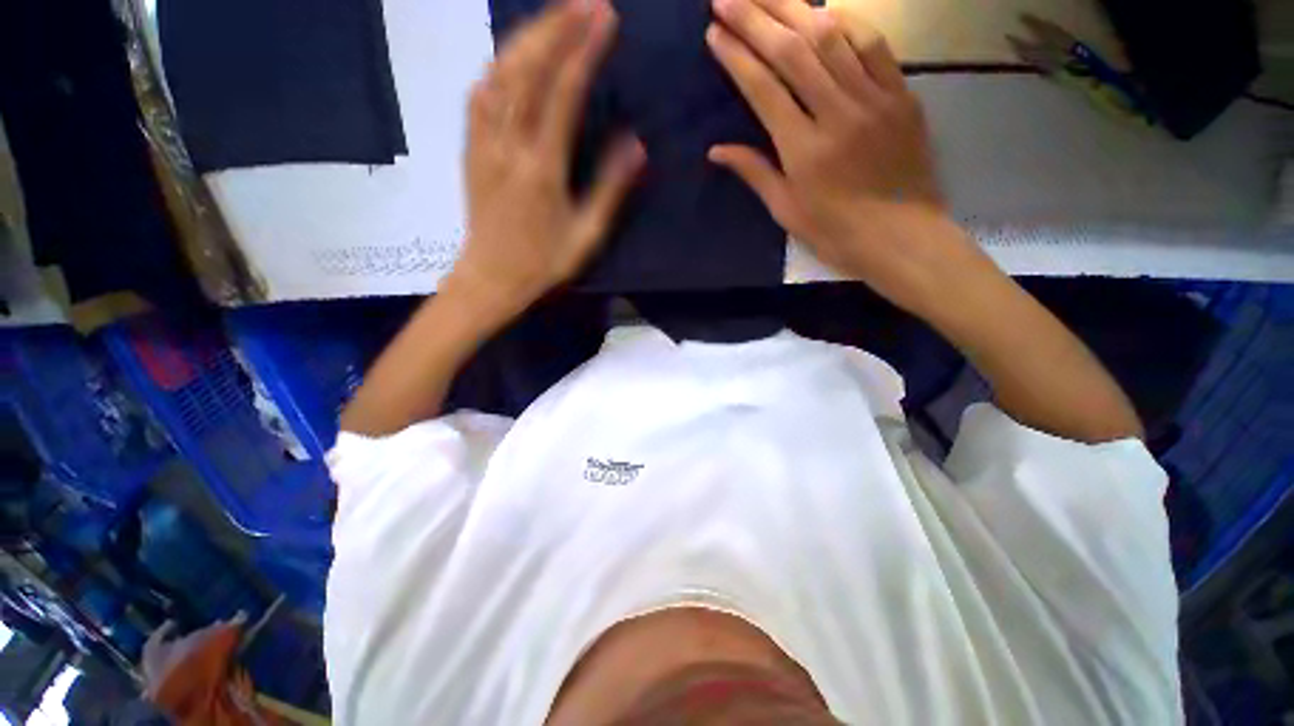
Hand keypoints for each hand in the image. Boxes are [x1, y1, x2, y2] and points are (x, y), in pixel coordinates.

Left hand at [450, 0, 645, 319]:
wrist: (492, 278)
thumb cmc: (544, 263)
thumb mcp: (587, 236)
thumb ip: (610, 189)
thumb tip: (637, 144)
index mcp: (541, 168)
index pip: (563, 93)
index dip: (584, 50)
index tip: (605, 16)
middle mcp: (507, 145)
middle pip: (527, 69)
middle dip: (556, 27)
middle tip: (584, 0)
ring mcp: (483, 143)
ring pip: (499, 73)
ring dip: (527, 37)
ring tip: (554, 16)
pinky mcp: (470, 148)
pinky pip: (480, 93)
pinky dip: (499, 64)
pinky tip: (513, 54)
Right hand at [706, 0, 957, 310]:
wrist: (902, 238)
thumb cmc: (836, 233)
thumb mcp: (787, 211)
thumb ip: (754, 173)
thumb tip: (716, 150)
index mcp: (804, 150)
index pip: (764, 89)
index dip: (737, 57)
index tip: (713, 33)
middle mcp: (837, 114)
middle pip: (793, 51)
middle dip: (756, 17)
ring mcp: (874, 99)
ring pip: (832, 37)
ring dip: (794, 7)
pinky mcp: (902, 95)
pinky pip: (874, 45)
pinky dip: (847, 22)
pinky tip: (824, 10)